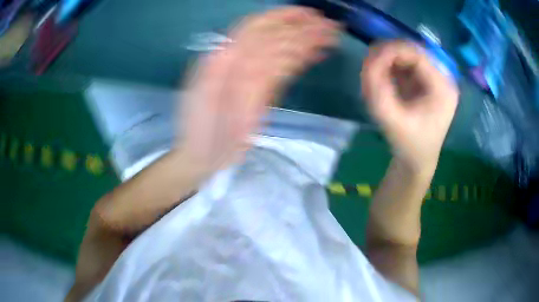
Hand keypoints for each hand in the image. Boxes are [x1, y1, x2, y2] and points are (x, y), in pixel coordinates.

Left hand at [177, 7, 338, 177]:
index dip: (282, 17)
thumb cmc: (200, 127)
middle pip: (275, 37)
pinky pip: (285, 70)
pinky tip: (315, 54)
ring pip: (284, 52)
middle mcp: (241, 61)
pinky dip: (301, 60)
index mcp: (225, 57)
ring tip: (330, 37)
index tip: (309, 14)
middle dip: (302, 28)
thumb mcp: (204, 92)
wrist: (204, 153)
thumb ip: (225, 63)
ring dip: (307, 42)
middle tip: (330, 25)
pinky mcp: (264, 91)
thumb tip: (251, 41)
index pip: (257, 28)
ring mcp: (254, 76)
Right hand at [361, 41, 458, 172]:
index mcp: (443, 88)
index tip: (370, 60)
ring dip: (386, 61)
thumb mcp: (392, 121)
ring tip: (372, 78)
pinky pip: (404, 65)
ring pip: (406, 56)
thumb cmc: (409, 145)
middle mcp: (441, 79)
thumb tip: (368, 62)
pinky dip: (389, 68)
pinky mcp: (423, 82)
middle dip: (387, 56)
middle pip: (412, 52)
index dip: (392, 51)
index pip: (418, 55)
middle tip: (368, 69)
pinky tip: (380, 80)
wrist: (417, 161)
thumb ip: (378, 91)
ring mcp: (432, 79)